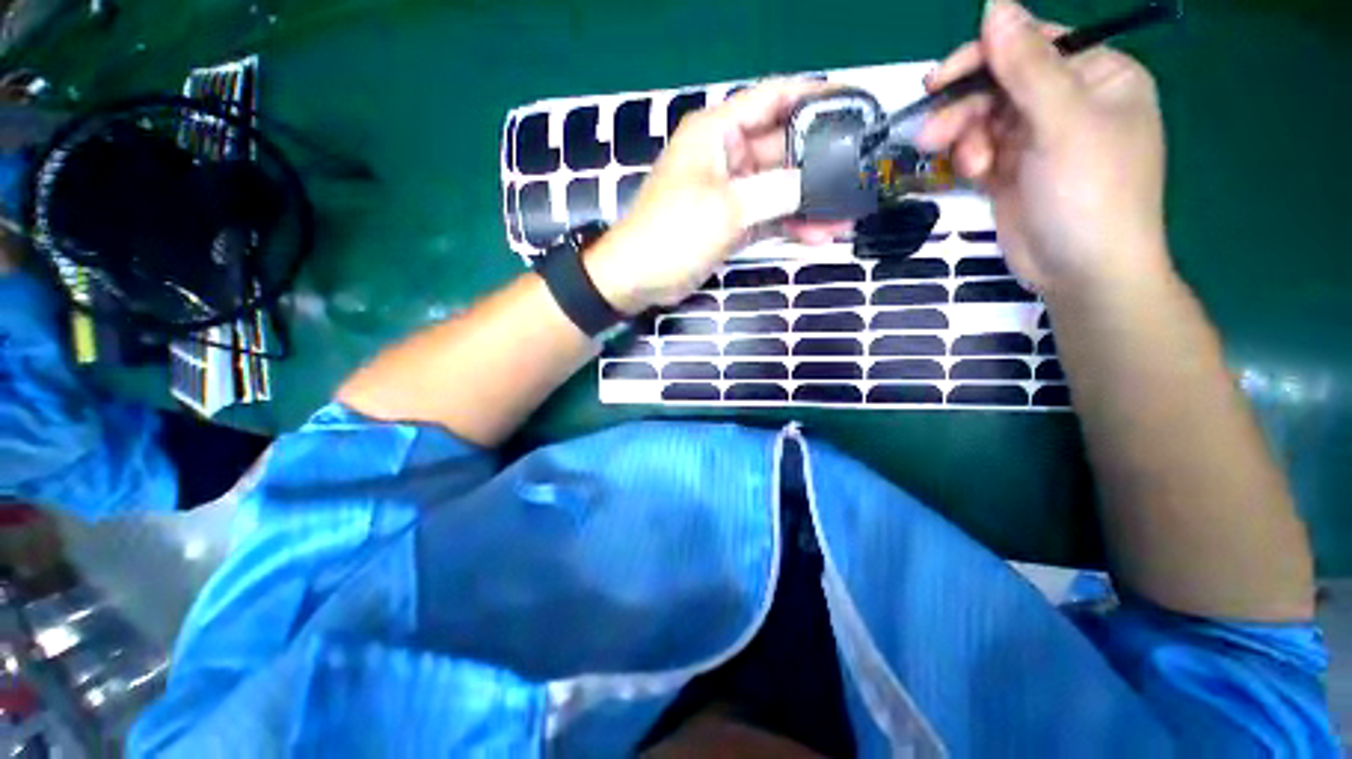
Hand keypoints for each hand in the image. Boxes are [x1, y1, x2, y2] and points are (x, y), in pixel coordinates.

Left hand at [586, 79, 849, 312]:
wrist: (640, 278)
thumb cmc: (674, 232)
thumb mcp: (728, 207)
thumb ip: (778, 190)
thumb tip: (820, 181)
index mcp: (718, 132)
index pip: (773, 98)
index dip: (814, 97)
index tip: (854, 106)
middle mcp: (726, 155)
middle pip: (782, 149)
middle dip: (819, 166)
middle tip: (858, 177)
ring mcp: (730, 192)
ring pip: (778, 188)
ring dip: (809, 202)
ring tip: (845, 218)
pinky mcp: (731, 222)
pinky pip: (768, 216)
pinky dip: (791, 225)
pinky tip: (819, 235)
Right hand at [915, 0, 1169, 296]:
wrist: (1081, 271)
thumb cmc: (1090, 193)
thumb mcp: (1063, 122)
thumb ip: (1028, 65)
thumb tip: (995, 5)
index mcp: (1098, 76)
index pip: (1033, 46)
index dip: (986, 56)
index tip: (939, 80)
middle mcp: (1068, 101)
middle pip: (1002, 84)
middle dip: (966, 108)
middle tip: (931, 134)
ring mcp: (1038, 138)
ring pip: (985, 119)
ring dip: (964, 137)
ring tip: (963, 163)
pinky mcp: (1013, 170)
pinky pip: (981, 148)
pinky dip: (971, 159)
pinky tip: (975, 175)